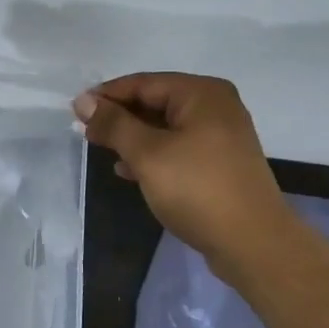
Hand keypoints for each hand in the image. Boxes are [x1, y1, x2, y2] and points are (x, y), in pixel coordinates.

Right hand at [73, 73, 287, 278]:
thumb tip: (83, 100)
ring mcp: (221, 136)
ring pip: (165, 127)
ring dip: (133, 137)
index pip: (143, 83)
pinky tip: (128, 170)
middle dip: (119, 117)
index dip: (107, 95)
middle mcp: (215, 107)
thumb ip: (114, 124)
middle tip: (85, 132)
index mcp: (202, 94)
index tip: (75, 111)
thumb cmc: (197, 189)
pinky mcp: (220, 163)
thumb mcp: (147, 154)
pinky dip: (152, 154)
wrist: (253, 244)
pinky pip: (177, 148)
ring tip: (102, 149)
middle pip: (155, 102)